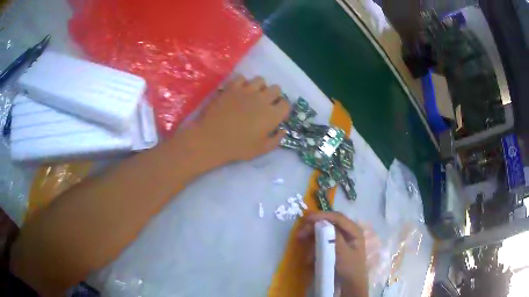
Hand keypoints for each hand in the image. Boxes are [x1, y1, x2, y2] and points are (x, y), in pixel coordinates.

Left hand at [192, 75, 288, 162]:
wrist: (211, 139)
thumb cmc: (237, 147)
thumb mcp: (261, 150)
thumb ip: (276, 139)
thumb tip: (283, 130)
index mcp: (272, 115)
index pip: (286, 104)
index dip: (282, 109)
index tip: (277, 115)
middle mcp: (262, 99)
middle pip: (276, 88)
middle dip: (273, 96)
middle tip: (265, 104)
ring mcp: (246, 90)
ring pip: (260, 80)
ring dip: (259, 87)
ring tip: (252, 96)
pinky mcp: (231, 87)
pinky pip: (242, 78)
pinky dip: (243, 83)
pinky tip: (238, 92)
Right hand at [298, 212, 368, 296]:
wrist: (350, 284)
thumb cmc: (350, 268)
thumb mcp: (343, 253)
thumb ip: (335, 238)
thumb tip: (324, 224)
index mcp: (354, 231)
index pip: (338, 218)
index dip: (323, 216)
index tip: (307, 218)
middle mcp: (347, 232)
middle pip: (329, 223)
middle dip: (314, 227)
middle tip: (300, 232)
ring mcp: (341, 240)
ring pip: (324, 232)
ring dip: (312, 237)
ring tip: (301, 242)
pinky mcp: (334, 247)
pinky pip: (322, 242)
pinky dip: (314, 246)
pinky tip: (308, 257)